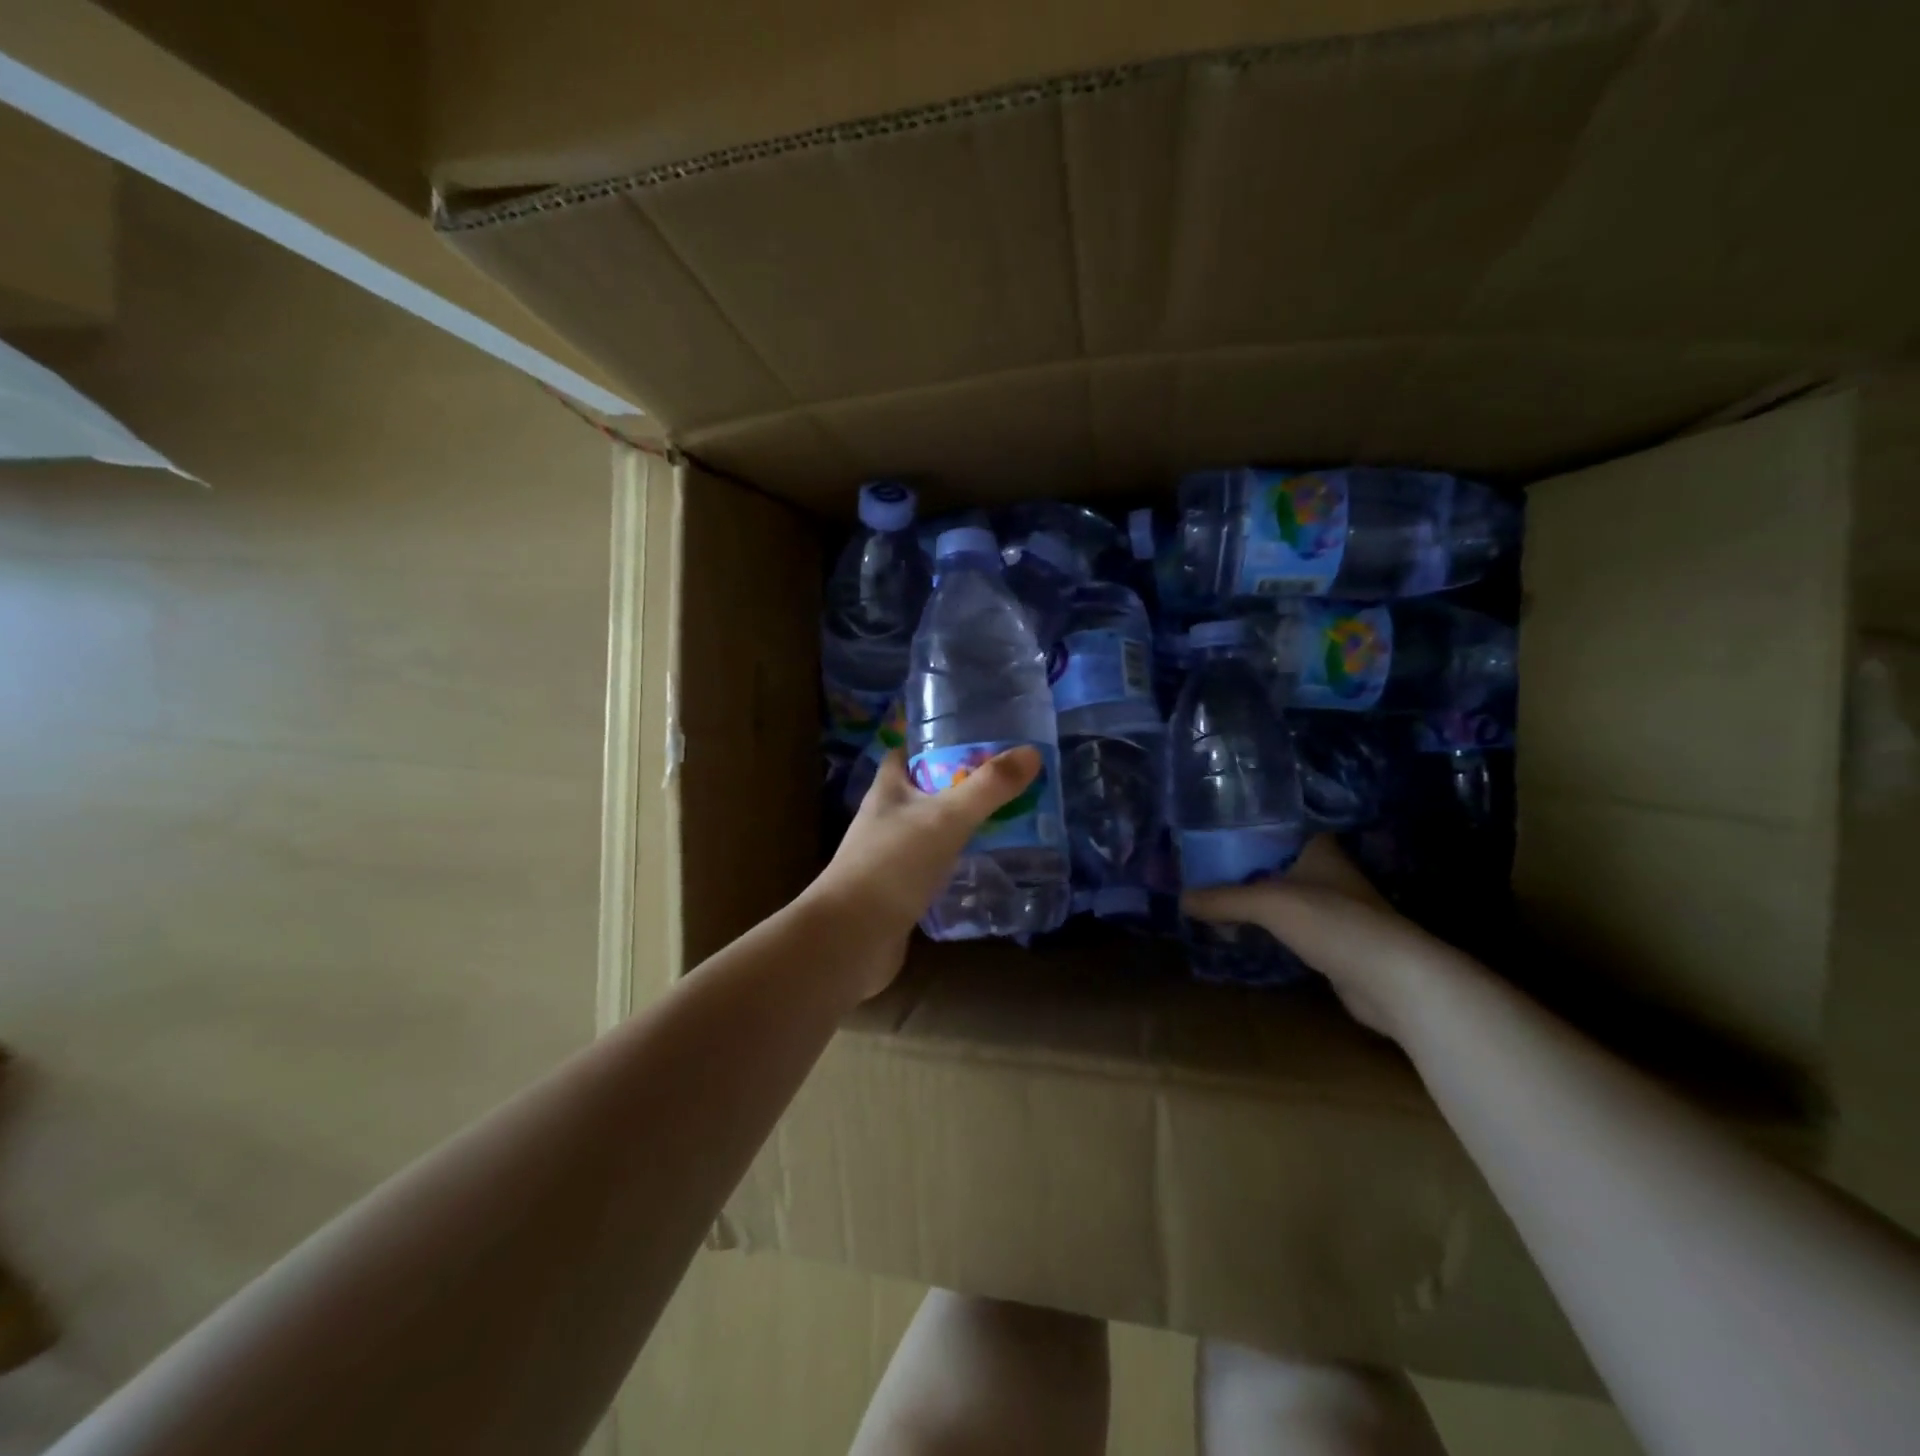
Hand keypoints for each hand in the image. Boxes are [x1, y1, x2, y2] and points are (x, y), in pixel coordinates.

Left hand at [808, 746, 1042, 995]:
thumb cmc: (893, 865)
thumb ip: (988, 787)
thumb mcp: (946, 819)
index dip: (934, 743)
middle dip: (957, 785)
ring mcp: (888, 855)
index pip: (906, 752)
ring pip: (928, 829)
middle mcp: (884, 817)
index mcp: (888, 790)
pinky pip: (931, 865)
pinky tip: (982, 864)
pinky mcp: (898, 889)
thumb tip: (1031, 752)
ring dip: (957, 825)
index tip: (973, 740)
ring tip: (1003, 820)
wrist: (852, 938)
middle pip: (922, 790)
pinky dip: (954, 861)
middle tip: (1002, 783)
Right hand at [1181, 836, 1463, 1040]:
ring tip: (1216, 898)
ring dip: (1256, 898)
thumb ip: (1223, 899)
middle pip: (1277, 861)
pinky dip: (1269, 926)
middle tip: (1205, 868)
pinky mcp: (1336, 941)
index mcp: (1318, 849)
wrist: (1392, 978)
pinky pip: (1292, 925)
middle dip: (1244, 865)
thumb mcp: (1268, 902)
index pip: (1277, 827)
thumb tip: (1181, 899)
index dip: (1247, 827)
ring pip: (1285, 894)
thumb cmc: (1332, 922)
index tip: (1214, 832)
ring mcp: (1335, 908)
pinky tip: (1246, 930)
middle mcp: (1328, 872)